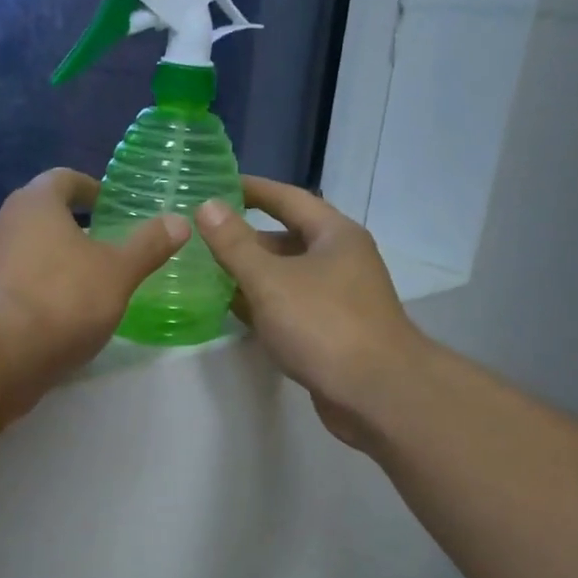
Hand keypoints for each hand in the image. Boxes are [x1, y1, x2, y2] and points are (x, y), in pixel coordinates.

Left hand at [0, 168, 187, 410]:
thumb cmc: (63, 298)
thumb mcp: (118, 272)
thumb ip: (148, 246)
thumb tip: (179, 221)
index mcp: (36, 203)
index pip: (63, 179)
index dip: (87, 187)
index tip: (106, 202)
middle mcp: (6, 224)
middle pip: (41, 215)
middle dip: (71, 227)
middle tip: (104, 243)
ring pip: (29, 252)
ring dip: (56, 261)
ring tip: (89, 282)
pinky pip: (19, 285)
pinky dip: (41, 291)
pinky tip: (63, 315)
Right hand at [195, 177, 427, 447]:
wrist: (375, 392)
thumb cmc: (323, 325)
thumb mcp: (270, 280)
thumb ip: (235, 245)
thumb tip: (207, 207)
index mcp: (334, 235)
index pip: (289, 199)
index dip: (253, 189)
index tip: (217, 184)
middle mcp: (341, 260)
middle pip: (287, 239)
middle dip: (246, 238)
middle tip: (202, 235)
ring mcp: (338, 299)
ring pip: (287, 277)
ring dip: (251, 274)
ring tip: (206, 271)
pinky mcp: (331, 332)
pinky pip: (290, 307)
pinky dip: (263, 305)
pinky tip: (233, 309)